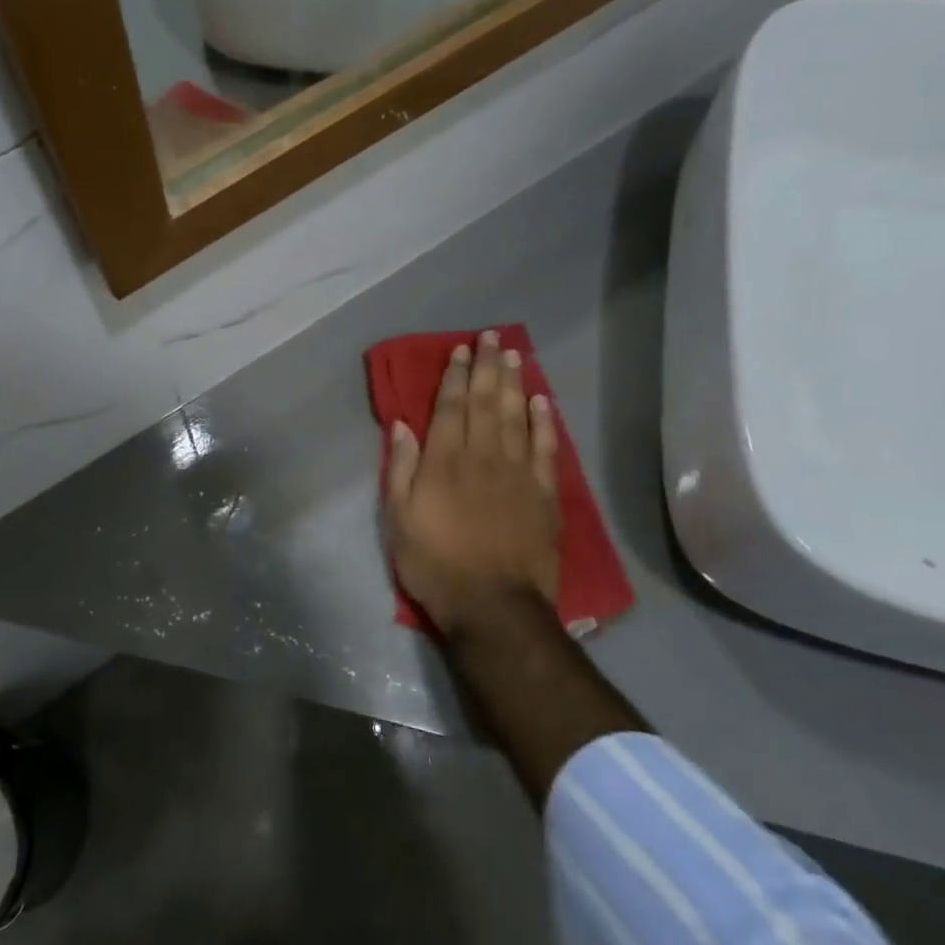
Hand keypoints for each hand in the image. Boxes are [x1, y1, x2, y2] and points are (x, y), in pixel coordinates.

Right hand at [383, 330, 561, 644]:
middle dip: (487, 367)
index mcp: (444, 462)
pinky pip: (545, 449)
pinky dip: (544, 422)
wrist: (493, 606)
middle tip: (491, 337)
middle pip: (487, 403)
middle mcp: (483, 457)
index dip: (456, 376)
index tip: (461, 351)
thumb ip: (401, 468)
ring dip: (514, 383)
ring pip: (517, 417)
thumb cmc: (434, 563)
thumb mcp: (399, 518)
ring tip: (514, 355)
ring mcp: (518, 474)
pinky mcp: (544, 495)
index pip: (451, 408)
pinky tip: (542, 401)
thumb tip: (402, 425)